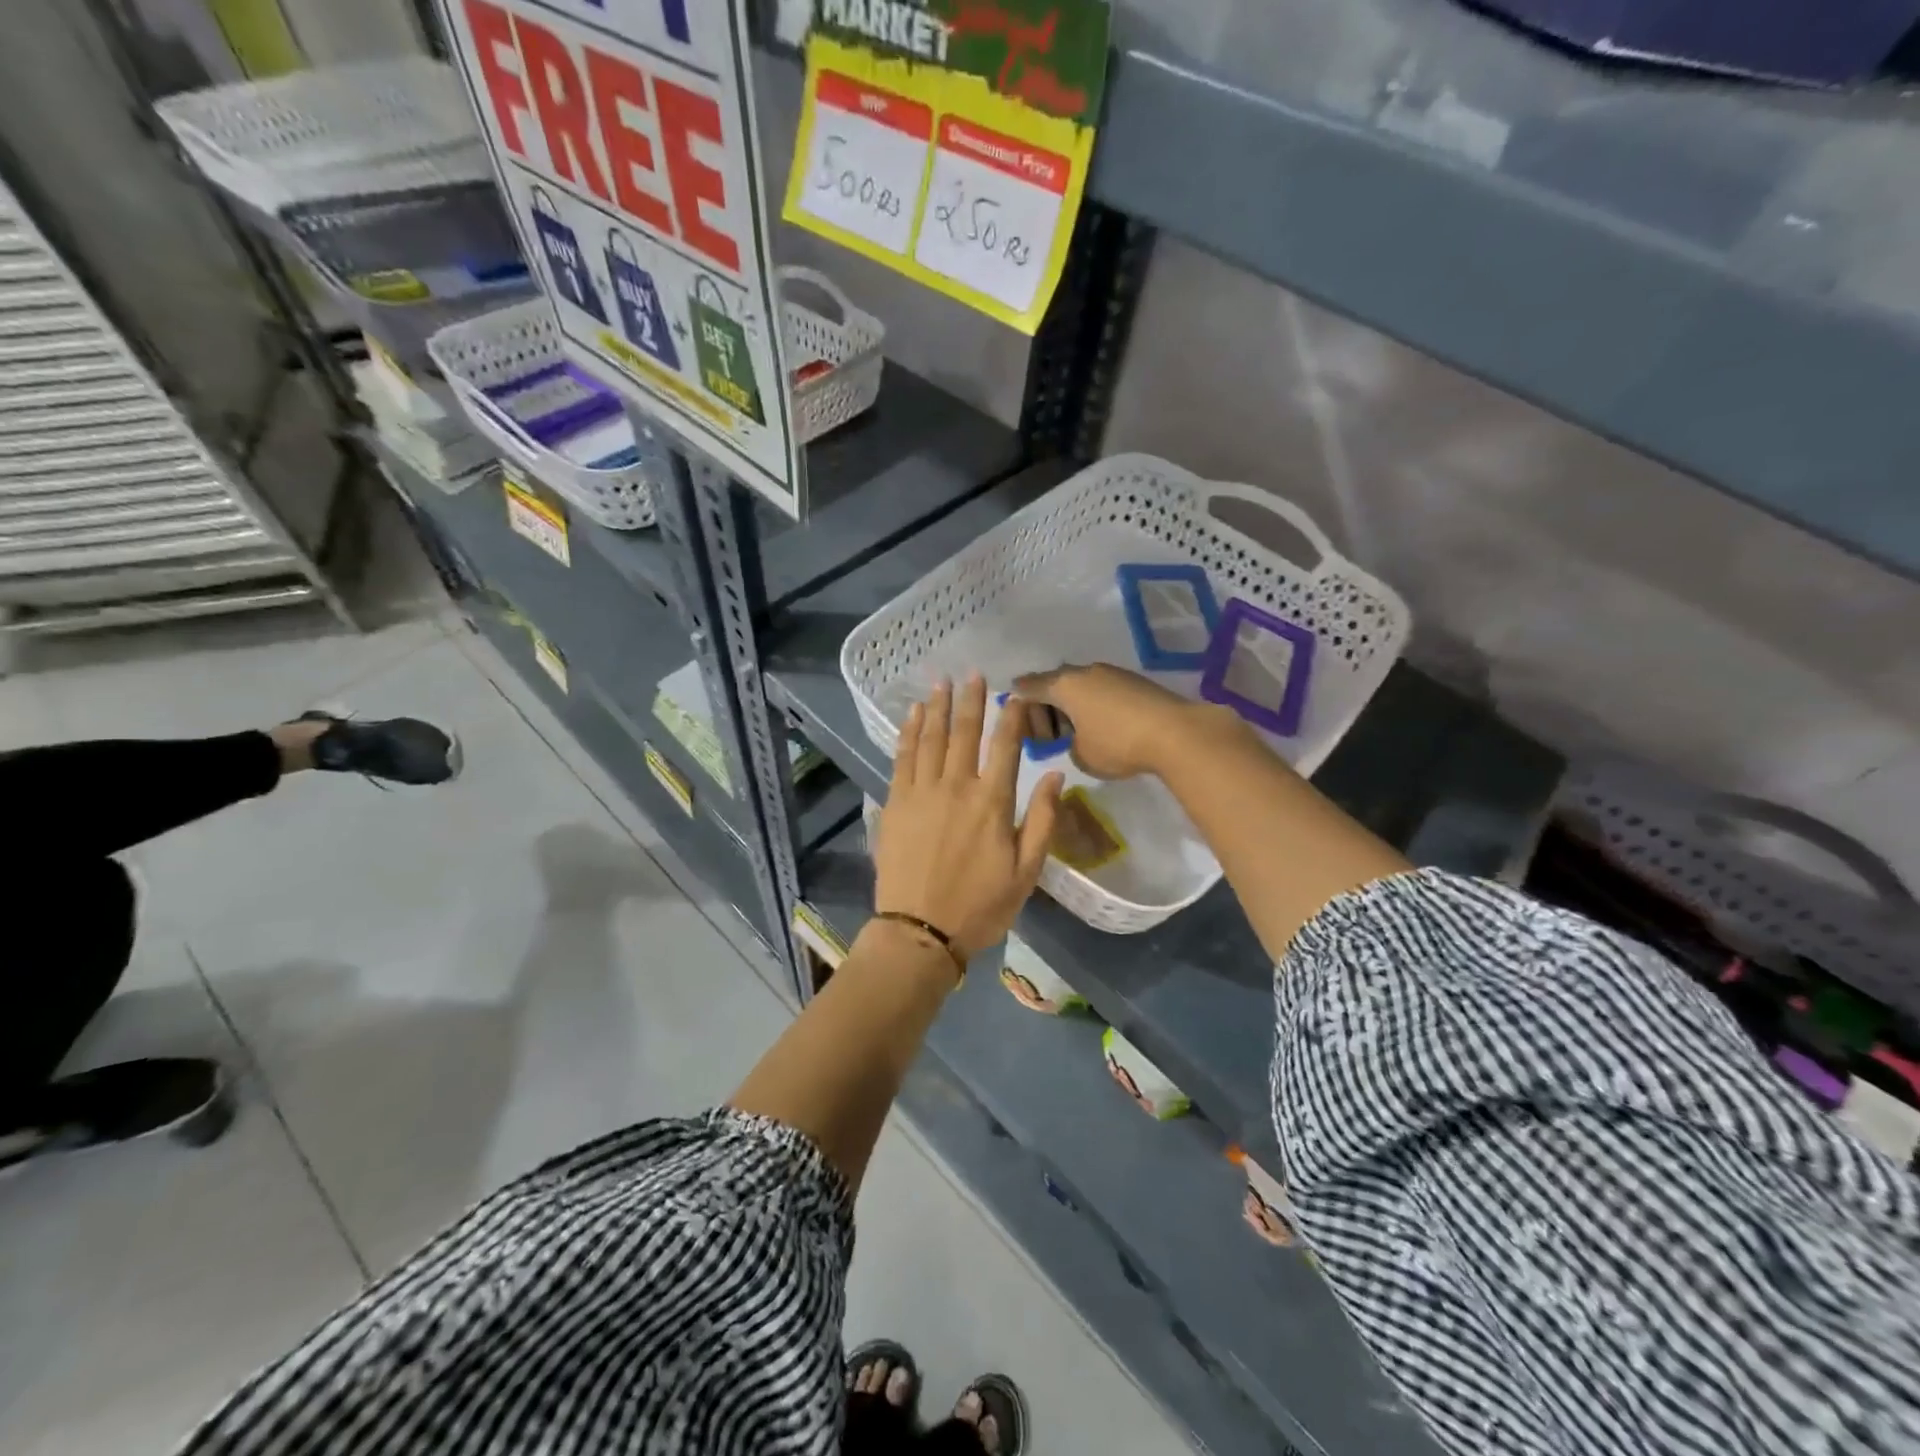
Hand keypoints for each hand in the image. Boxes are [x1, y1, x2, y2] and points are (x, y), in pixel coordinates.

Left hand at [874, 675, 1063, 959]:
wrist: (920, 931)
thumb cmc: (980, 906)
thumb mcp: (1026, 872)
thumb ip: (1042, 821)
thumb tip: (1056, 776)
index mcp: (992, 803)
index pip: (1006, 746)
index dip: (1012, 716)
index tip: (1015, 694)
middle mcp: (957, 787)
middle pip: (965, 732)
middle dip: (971, 700)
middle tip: (973, 673)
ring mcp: (922, 792)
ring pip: (932, 738)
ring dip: (938, 707)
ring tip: (942, 682)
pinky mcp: (896, 803)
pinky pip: (903, 758)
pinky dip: (910, 732)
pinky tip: (914, 714)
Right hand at [1013, 663, 1220, 779]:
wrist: (1175, 733)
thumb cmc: (1118, 744)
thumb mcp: (1081, 755)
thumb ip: (1067, 745)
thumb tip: (1076, 739)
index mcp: (1064, 685)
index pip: (1029, 687)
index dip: (1017, 700)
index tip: (1011, 711)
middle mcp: (1084, 672)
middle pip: (1054, 683)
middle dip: (1046, 707)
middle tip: (1047, 736)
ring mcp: (1112, 673)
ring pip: (1080, 685)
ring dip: (1072, 705)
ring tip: (1075, 732)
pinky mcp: (1133, 681)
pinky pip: (1101, 690)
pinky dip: (1093, 705)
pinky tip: (1101, 726)